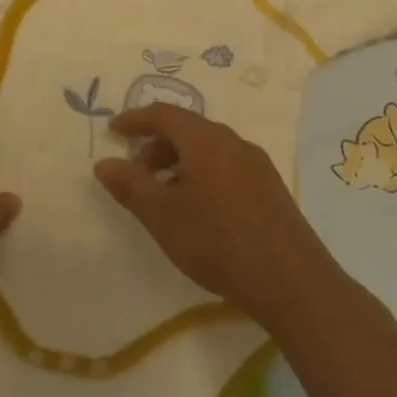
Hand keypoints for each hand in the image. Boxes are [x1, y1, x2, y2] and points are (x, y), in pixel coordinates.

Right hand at [94, 105, 338, 332]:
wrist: (292, 282)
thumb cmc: (217, 241)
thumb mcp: (161, 215)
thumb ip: (129, 185)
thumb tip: (104, 164)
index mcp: (206, 140)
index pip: (163, 114)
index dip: (134, 120)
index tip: (113, 132)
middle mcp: (233, 142)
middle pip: (187, 129)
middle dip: (156, 145)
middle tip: (135, 174)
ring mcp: (257, 164)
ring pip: (208, 149)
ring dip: (178, 162)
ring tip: (163, 196)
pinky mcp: (270, 188)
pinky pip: (226, 166)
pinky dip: (201, 174)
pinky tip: (197, 210)